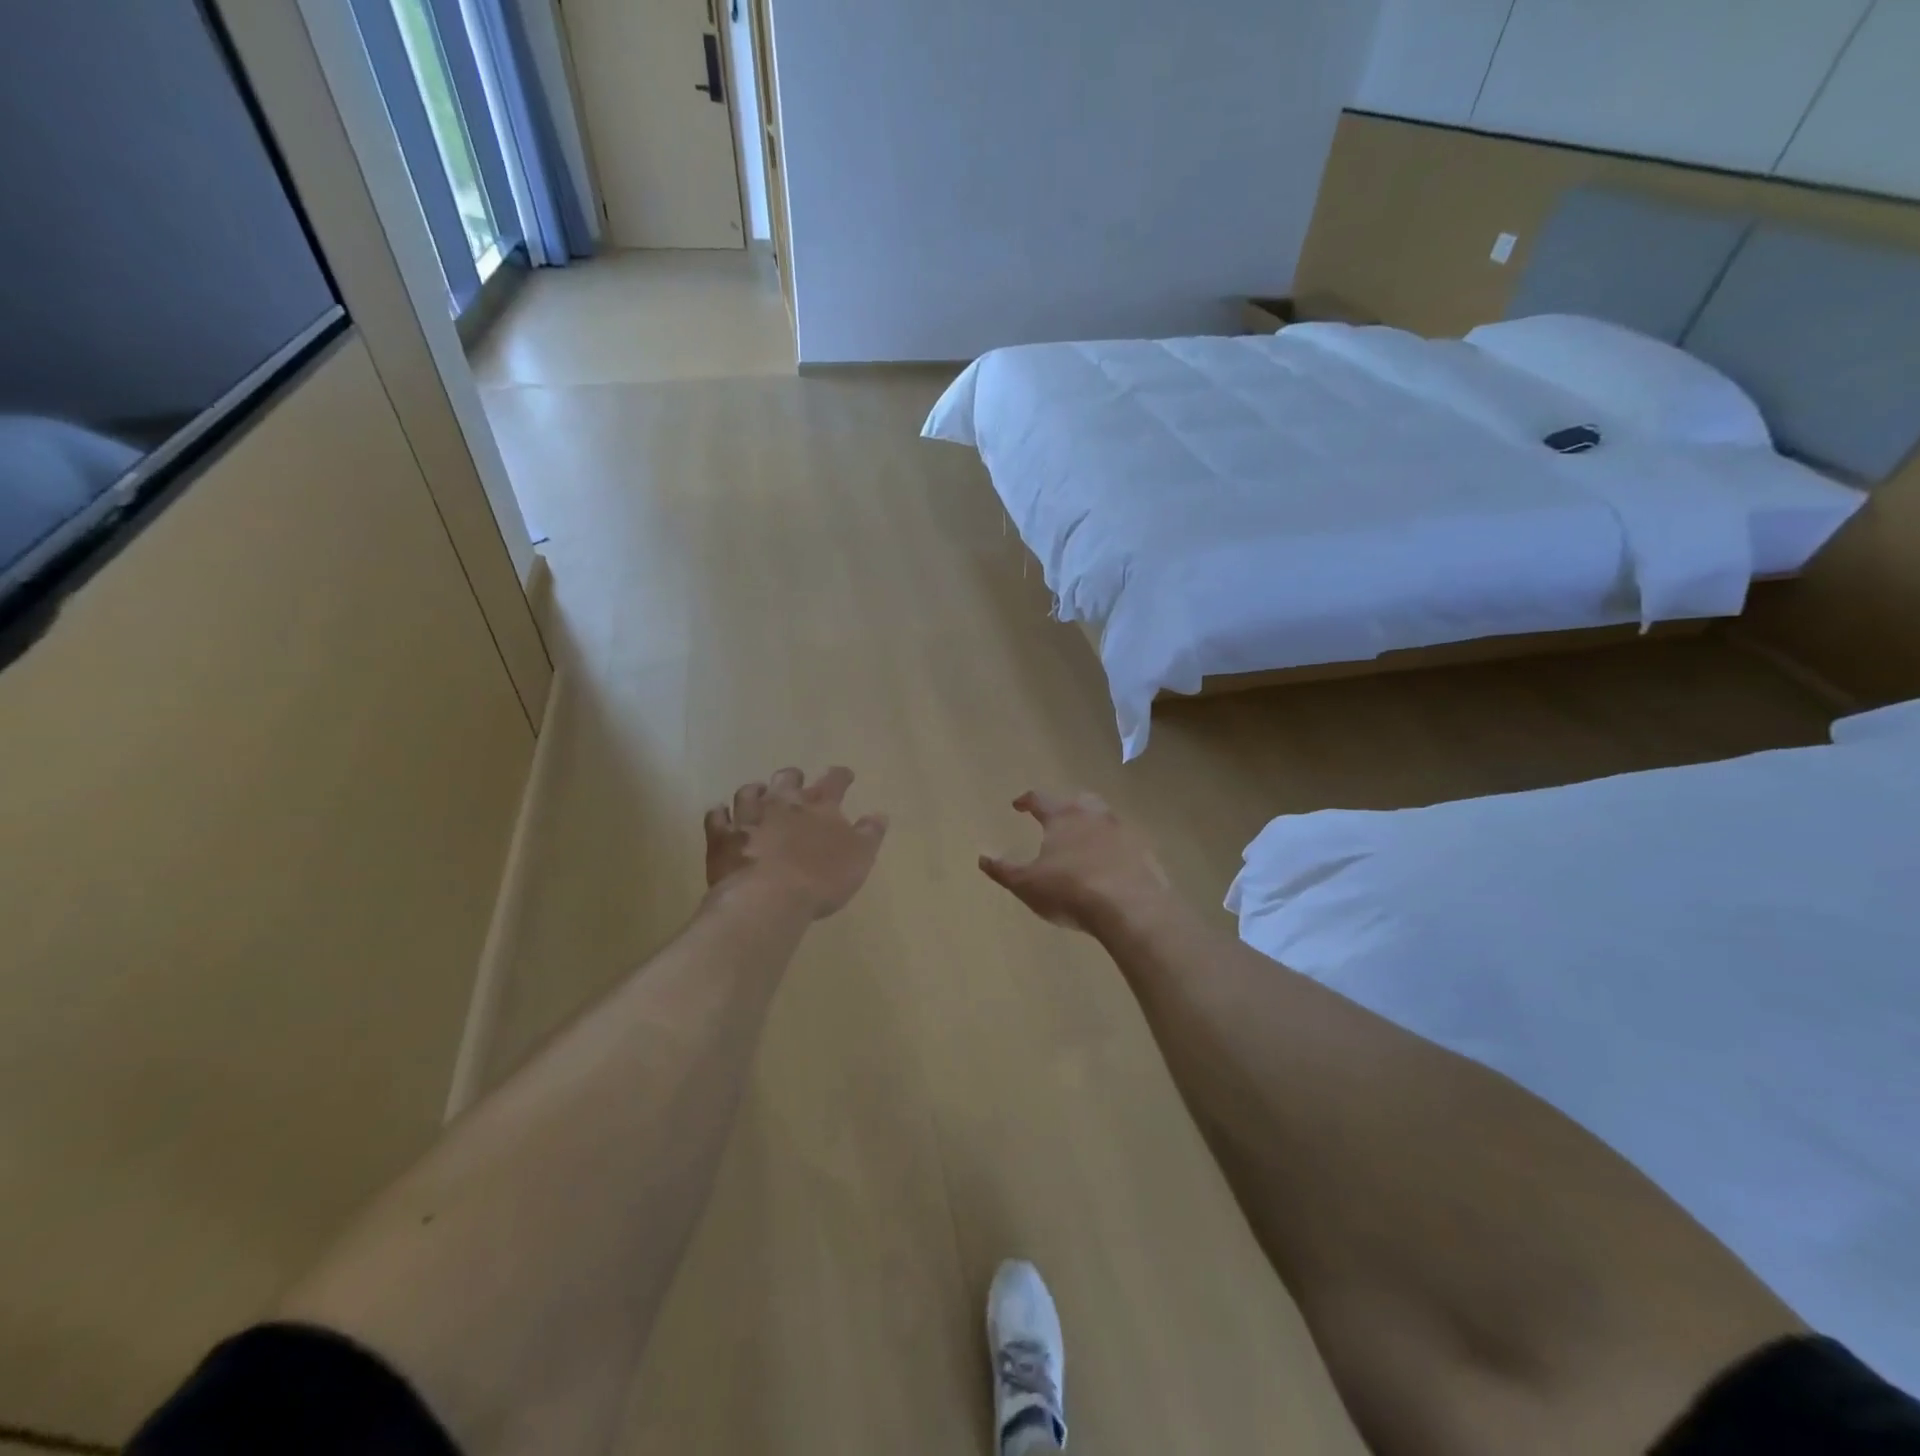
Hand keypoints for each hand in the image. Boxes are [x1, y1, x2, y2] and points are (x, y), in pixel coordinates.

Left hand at [705, 767, 887, 919]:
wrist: (768, 898)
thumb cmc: (821, 879)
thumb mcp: (859, 858)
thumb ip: (870, 833)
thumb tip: (879, 814)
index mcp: (819, 806)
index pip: (834, 780)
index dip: (840, 776)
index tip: (845, 775)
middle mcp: (783, 803)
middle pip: (787, 779)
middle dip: (793, 778)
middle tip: (796, 781)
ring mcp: (749, 817)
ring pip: (749, 792)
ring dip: (755, 791)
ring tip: (758, 793)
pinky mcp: (722, 837)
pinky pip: (716, 818)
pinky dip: (720, 814)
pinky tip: (721, 814)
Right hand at [979, 790, 1172, 936]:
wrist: (1131, 907)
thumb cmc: (1070, 890)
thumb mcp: (1027, 884)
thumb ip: (1003, 870)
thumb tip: (982, 857)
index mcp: (1063, 815)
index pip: (1040, 799)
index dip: (1026, 801)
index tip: (1018, 805)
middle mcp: (1094, 814)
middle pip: (1077, 801)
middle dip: (1065, 806)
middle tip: (1056, 817)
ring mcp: (1123, 830)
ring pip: (1104, 819)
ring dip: (1092, 826)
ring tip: (1083, 841)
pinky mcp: (1145, 851)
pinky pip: (1124, 843)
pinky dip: (1113, 848)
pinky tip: (1110, 864)